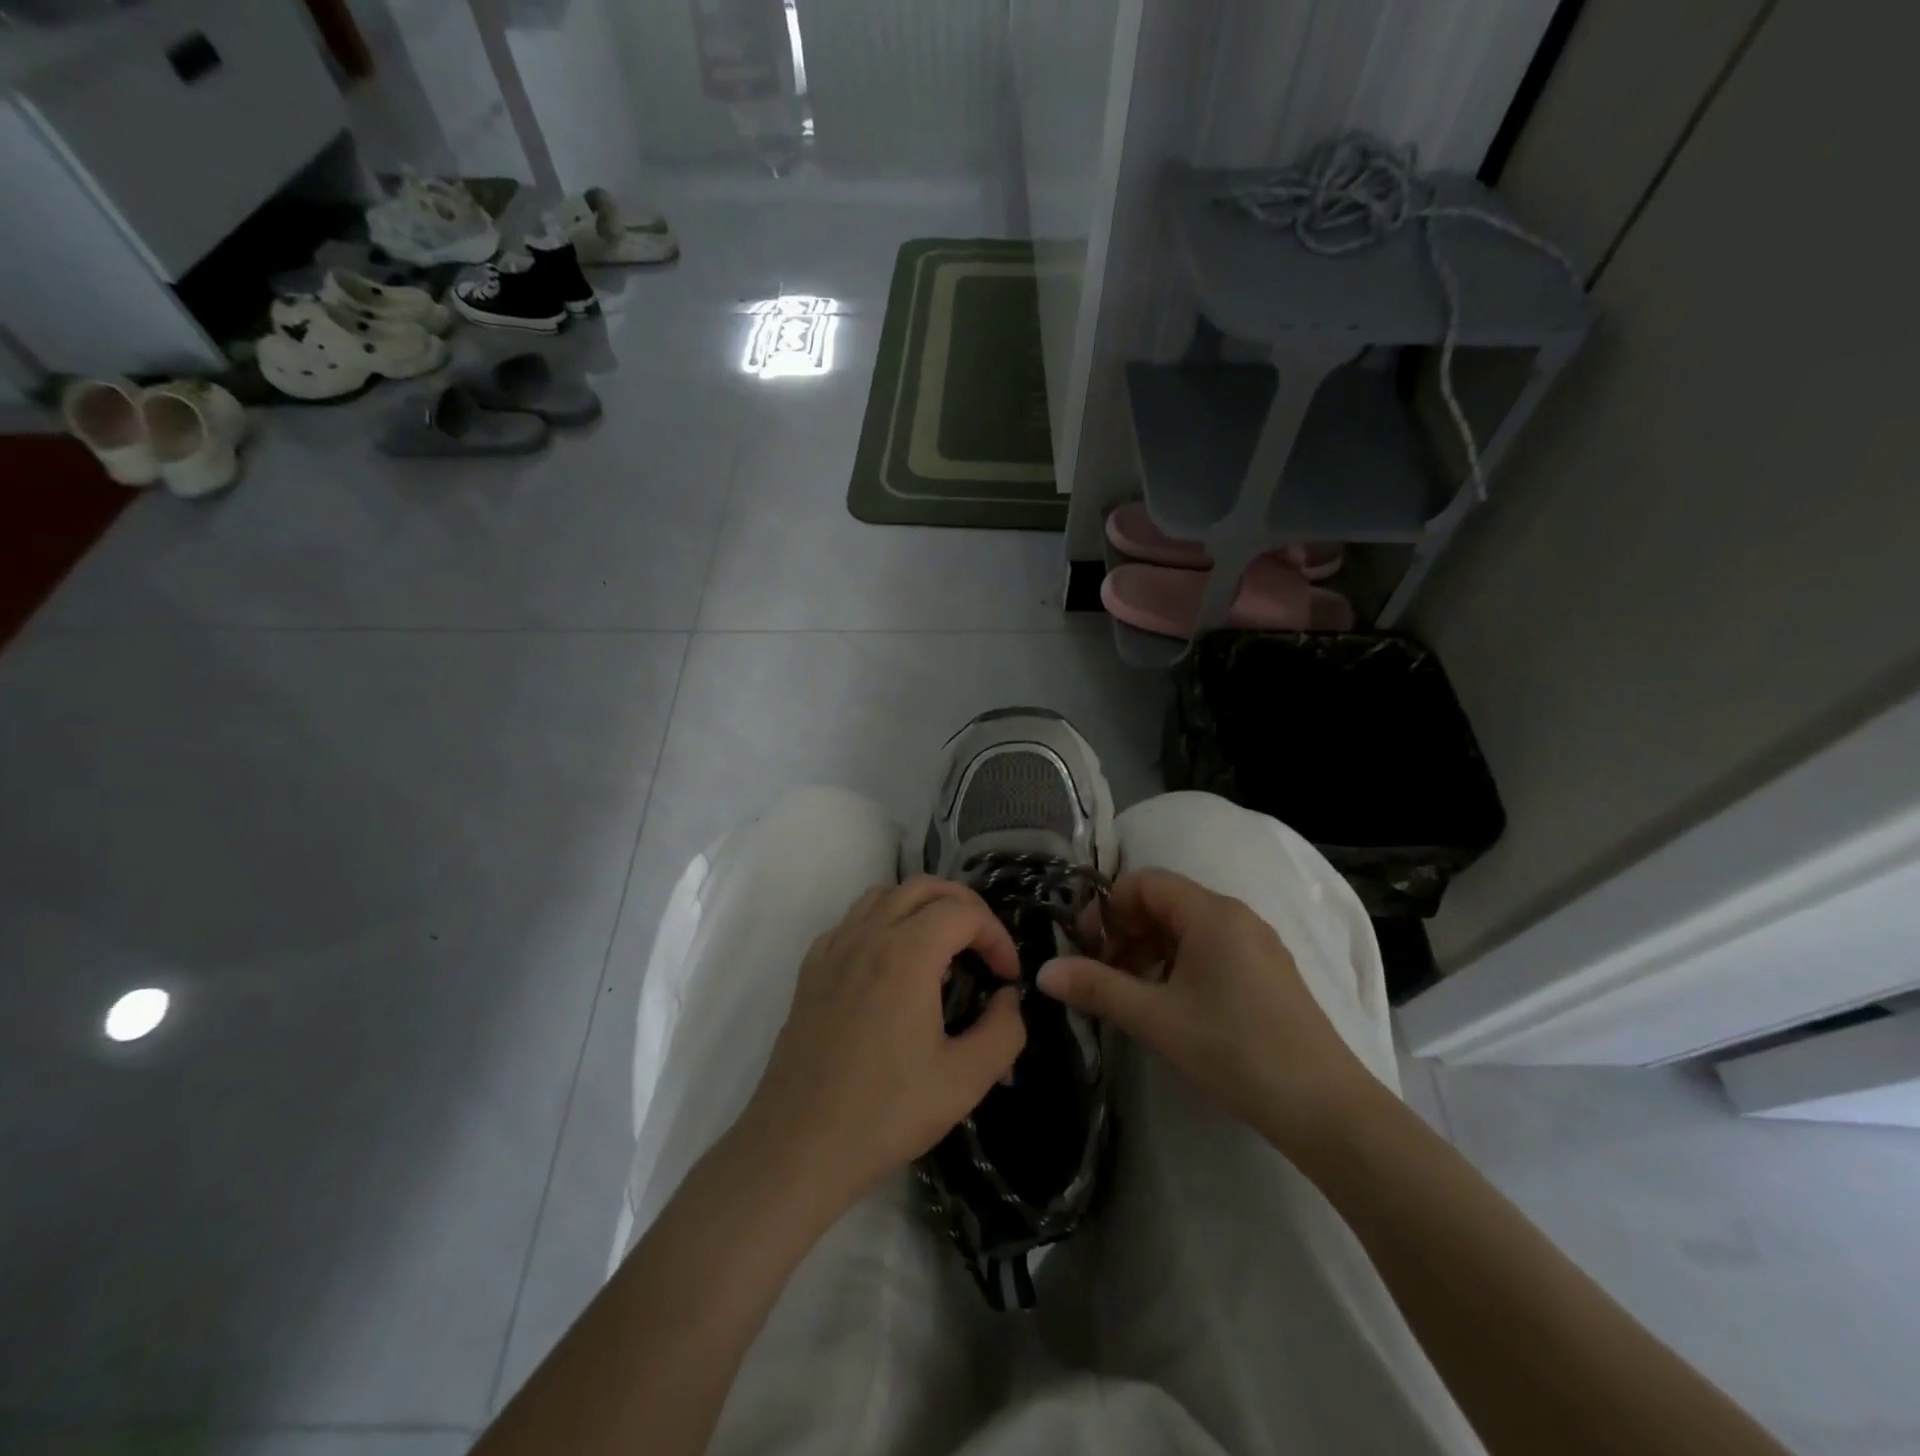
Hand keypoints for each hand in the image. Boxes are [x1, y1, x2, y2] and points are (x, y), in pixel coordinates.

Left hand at [737, 876, 1027, 1212]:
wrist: (798, 1146)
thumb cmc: (885, 1112)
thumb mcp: (965, 1080)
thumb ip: (1004, 1030)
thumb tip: (1007, 998)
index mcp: (906, 954)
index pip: (964, 912)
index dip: (996, 935)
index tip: (1006, 977)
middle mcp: (867, 936)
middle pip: (924, 886)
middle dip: (964, 906)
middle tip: (983, 947)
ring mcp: (833, 949)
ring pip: (885, 895)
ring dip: (922, 907)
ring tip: (943, 946)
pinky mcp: (811, 970)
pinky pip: (853, 921)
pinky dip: (883, 922)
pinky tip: (891, 964)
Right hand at [1039, 869, 1370, 1147]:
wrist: (1326, 1109)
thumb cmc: (1234, 1049)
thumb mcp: (1156, 1018)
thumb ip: (1097, 988)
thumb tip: (1043, 971)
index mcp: (1211, 913)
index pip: (1145, 882)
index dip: (1108, 908)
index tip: (1087, 948)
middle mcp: (1236, 916)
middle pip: (1166, 903)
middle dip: (1126, 932)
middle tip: (1104, 974)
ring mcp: (1258, 945)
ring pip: (1188, 929)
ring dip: (1150, 951)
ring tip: (1133, 995)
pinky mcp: (1269, 973)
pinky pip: (1212, 950)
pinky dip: (1179, 965)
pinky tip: (1171, 1006)